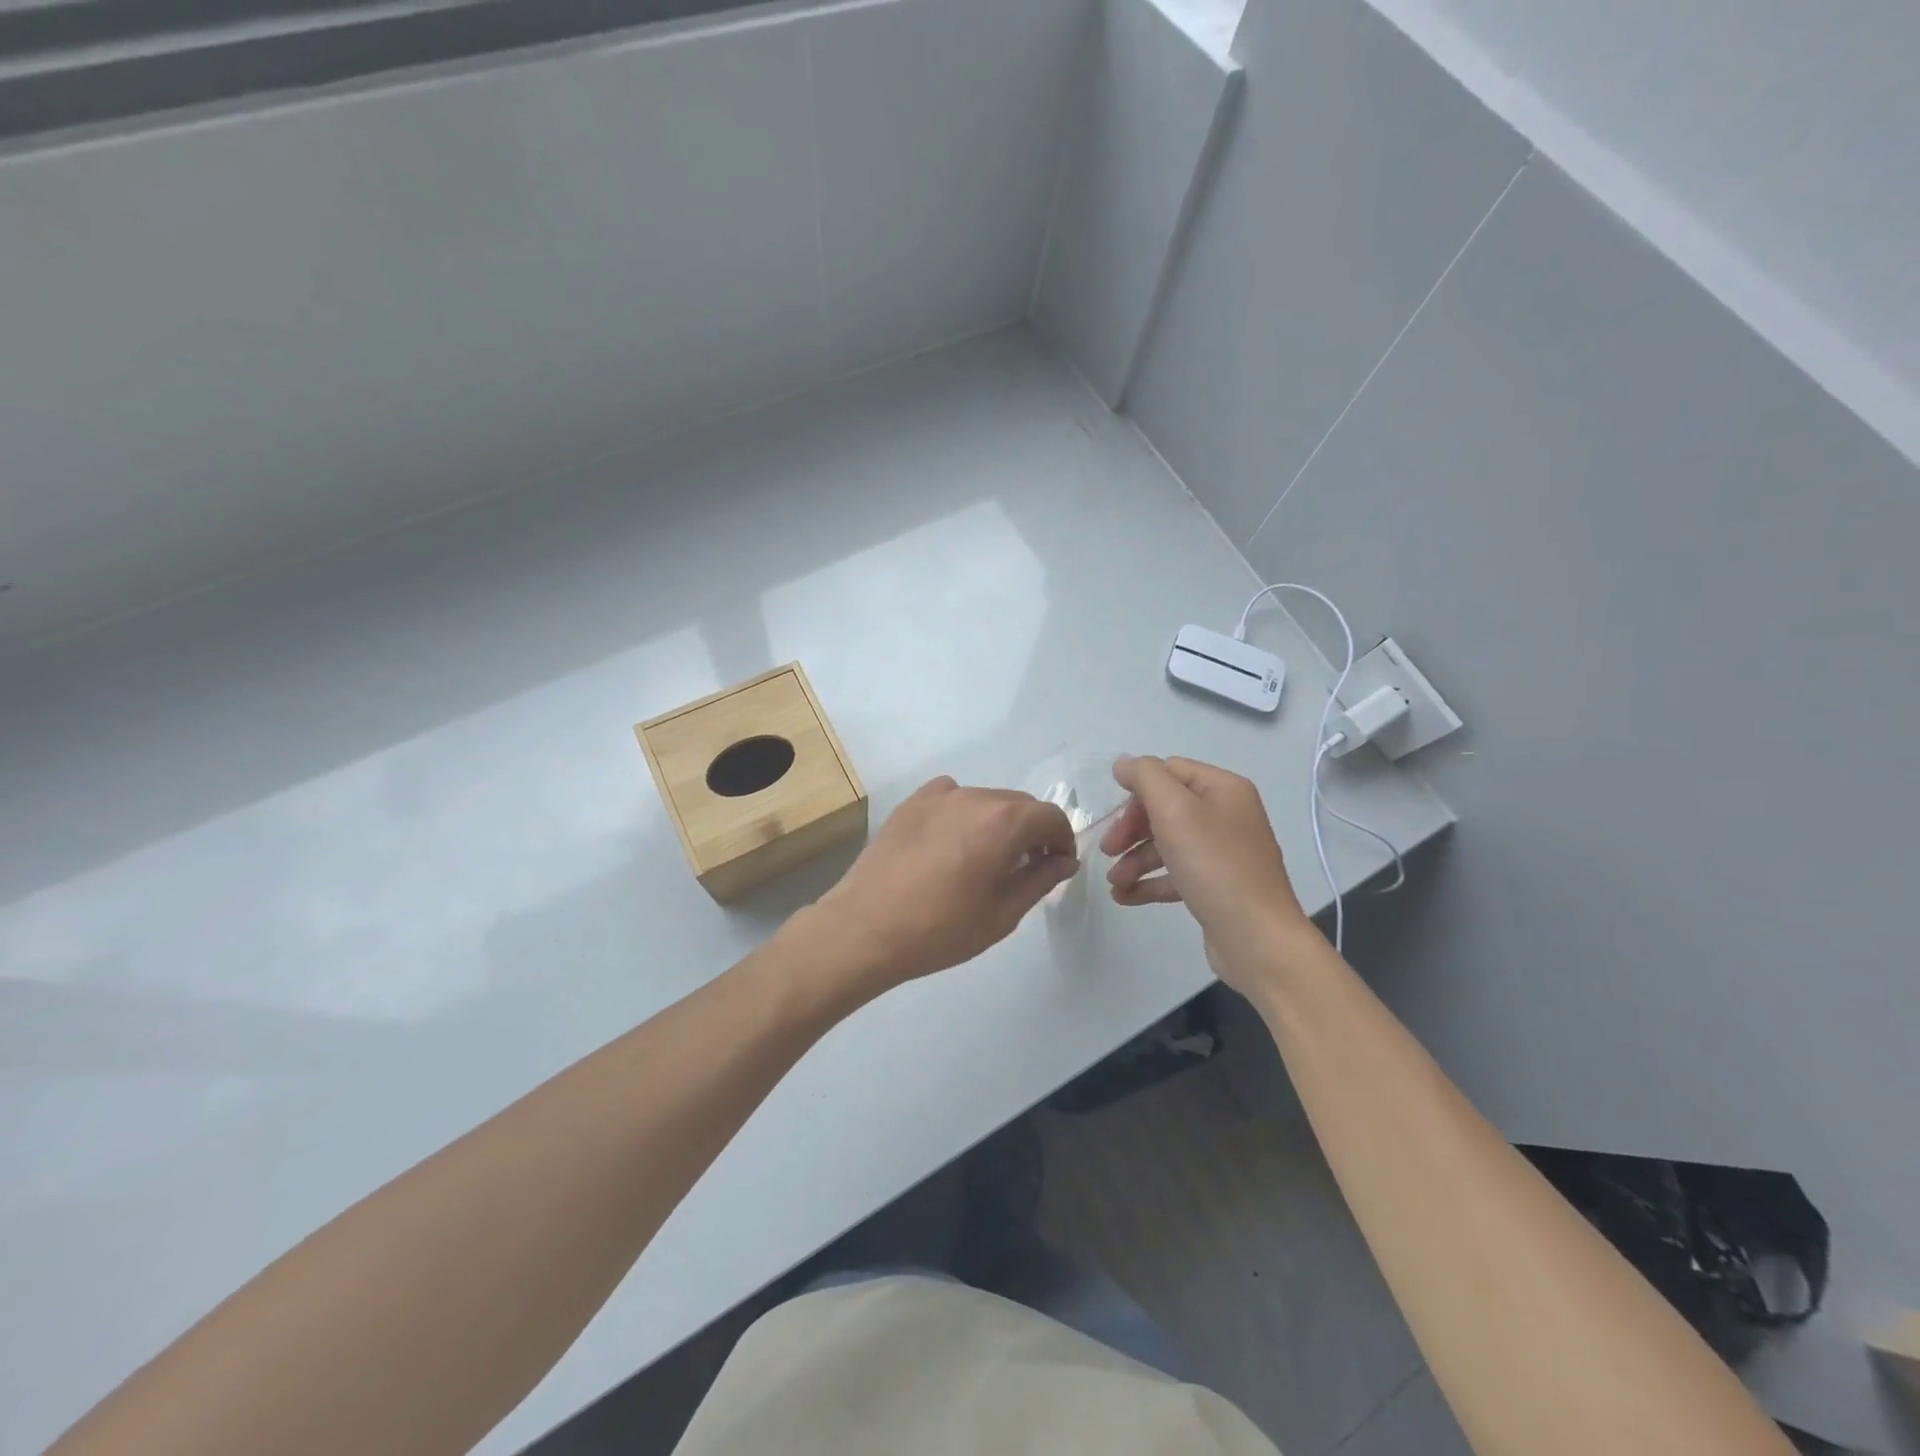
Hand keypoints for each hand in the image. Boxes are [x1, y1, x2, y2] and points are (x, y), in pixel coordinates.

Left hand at [813, 776, 1077, 989]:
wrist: (866, 928)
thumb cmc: (941, 929)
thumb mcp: (1002, 914)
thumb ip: (1040, 879)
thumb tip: (1063, 860)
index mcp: (1004, 822)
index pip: (1051, 817)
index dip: (1062, 840)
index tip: (1057, 866)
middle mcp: (975, 796)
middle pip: (1019, 805)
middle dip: (1032, 832)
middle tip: (1025, 868)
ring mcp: (939, 796)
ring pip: (985, 800)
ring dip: (997, 823)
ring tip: (983, 860)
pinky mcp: (912, 802)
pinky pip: (951, 797)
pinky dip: (963, 813)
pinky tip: (950, 843)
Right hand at [1100, 755, 1315, 987]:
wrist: (1258, 939)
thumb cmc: (1215, 867)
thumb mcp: (1175, 811)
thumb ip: (1146, 778)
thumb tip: (1124, 764)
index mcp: (1223, 789)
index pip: (1169, 771)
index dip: (1136, 791)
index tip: (1112, 817)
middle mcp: (1227, 815)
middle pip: (1165, 808)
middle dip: (1131, 829)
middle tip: (1107, 851)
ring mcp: (1224, 852)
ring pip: (1168, 843)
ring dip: (1135, 859)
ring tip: (1114, 882)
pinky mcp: (1217, 886)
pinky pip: (1176, 874)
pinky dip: (1150, 881)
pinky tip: (1124, 897)